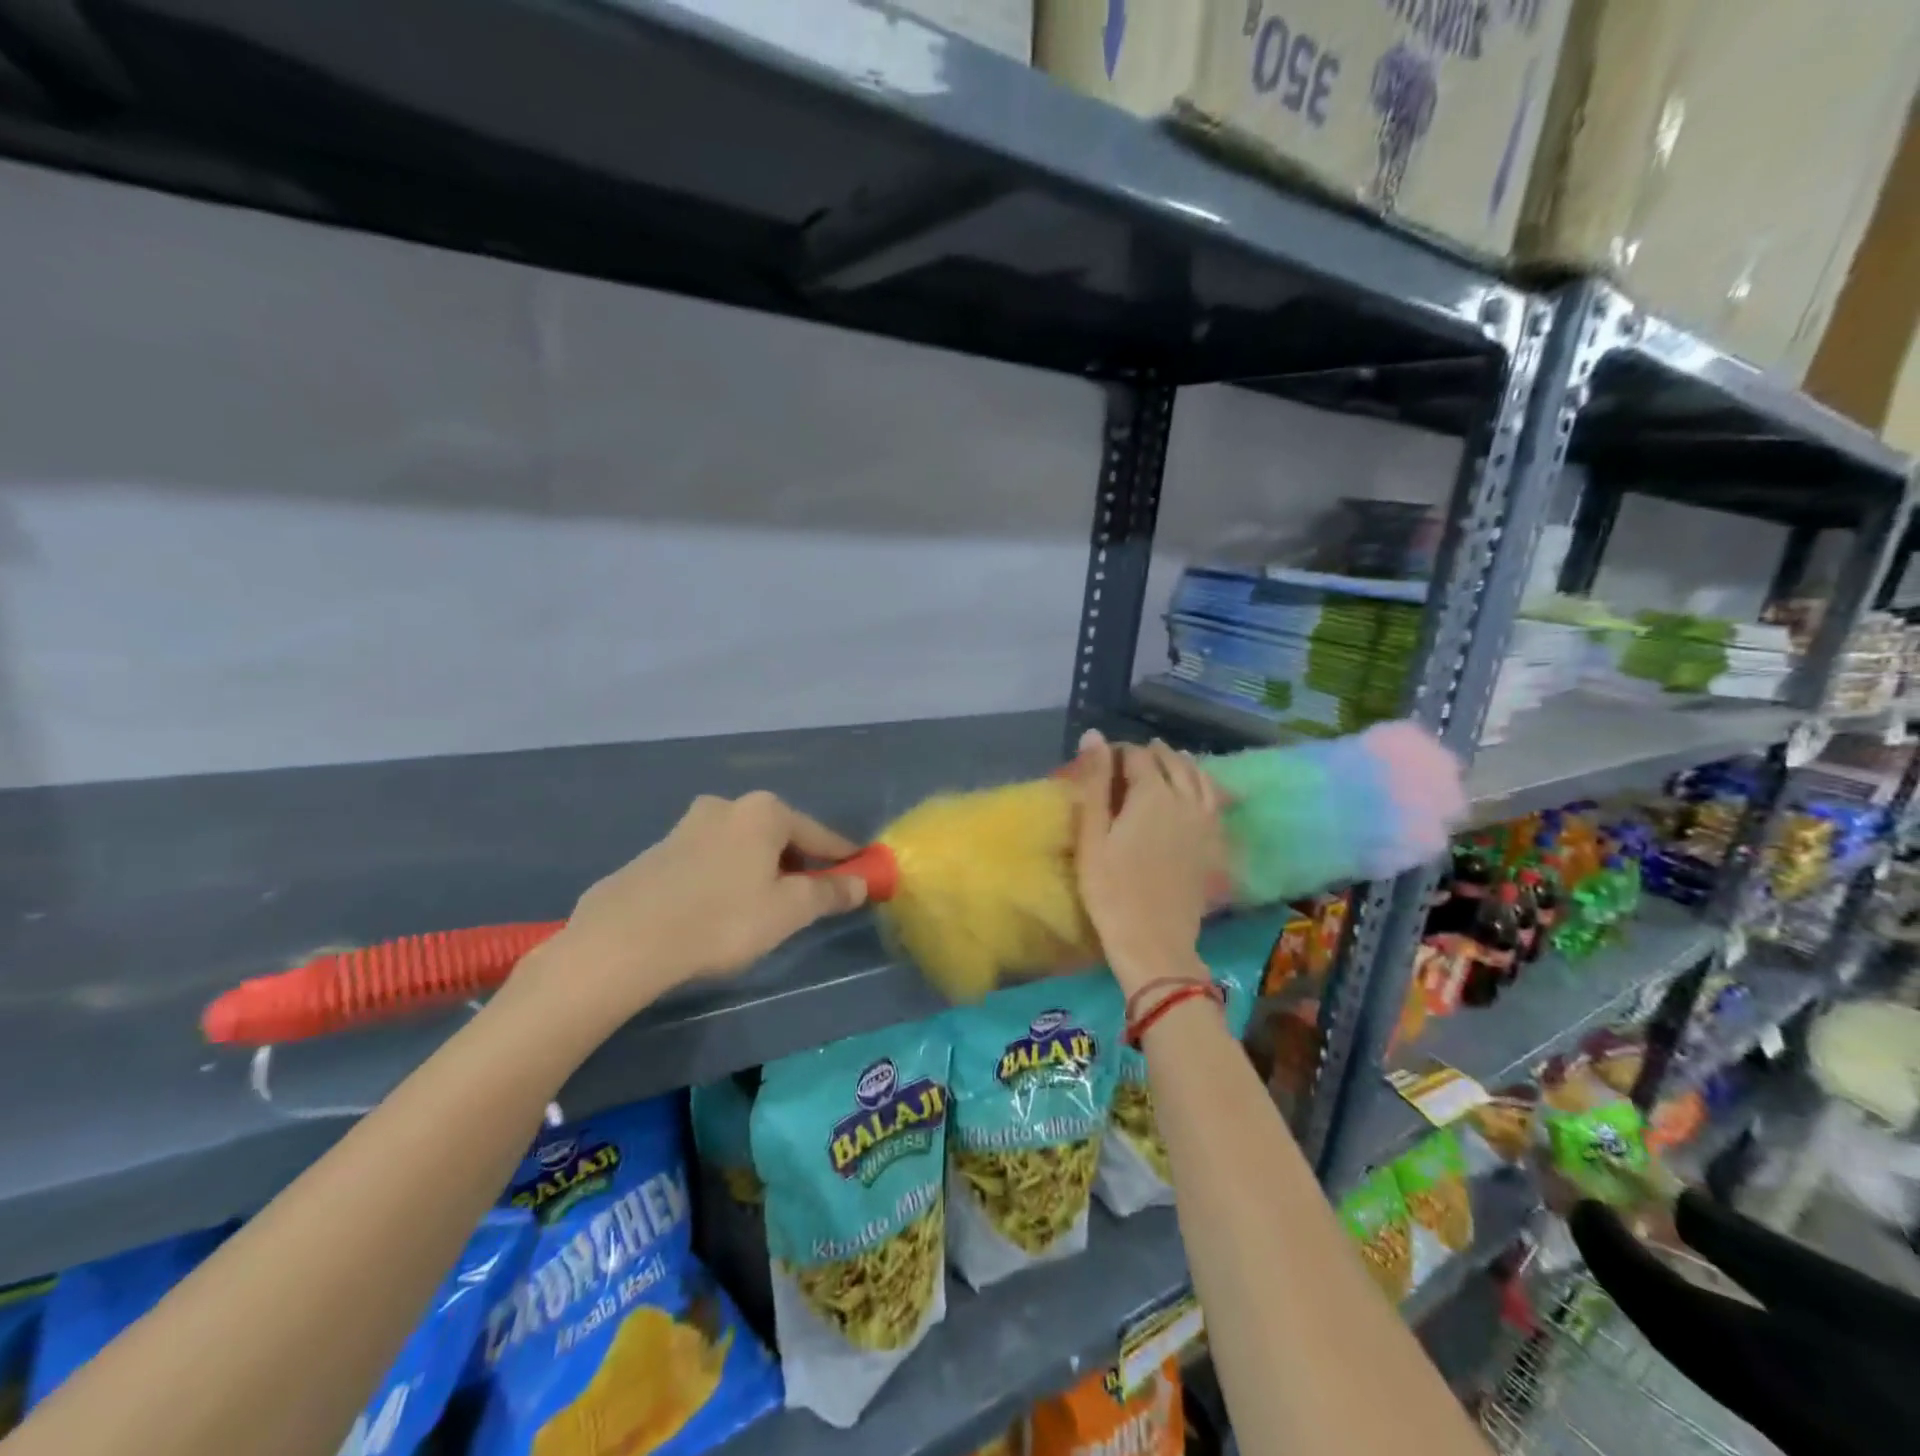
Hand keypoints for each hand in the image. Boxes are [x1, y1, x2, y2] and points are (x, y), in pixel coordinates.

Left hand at [525, 792, 867, 1028]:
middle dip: (797, 865)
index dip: (843, 858)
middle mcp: (726, 806)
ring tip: (759, 912)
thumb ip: (829, 893)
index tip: (860, 875)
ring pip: (741, 848)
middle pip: (778, 837)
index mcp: (764, 811)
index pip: (819, 835)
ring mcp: (685, 826)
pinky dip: (724, 880)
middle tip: (807, 901)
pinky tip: (715, 913)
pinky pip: (708, 862)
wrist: (623, 942)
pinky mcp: (656, 852)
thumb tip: (861, 883)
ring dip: (759, 872)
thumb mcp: (789, 911)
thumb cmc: (722, 920)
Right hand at [1072, 731, 1225, 992]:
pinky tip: (1195, 793)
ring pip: (1199, 778)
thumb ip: (1095, 782)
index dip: (1118, 752)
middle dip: (1151, 754)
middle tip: (1130, 759)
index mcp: (1153, 794)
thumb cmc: (1111, 889)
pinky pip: (1215, 802)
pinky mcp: (1215, 844)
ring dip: (1181, 764)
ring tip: (1166, 762)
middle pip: (1172, 761)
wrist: (1154, 940)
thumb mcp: (1092, 835)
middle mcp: (1186, 799)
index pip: (1137, 756)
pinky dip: (1204, 787)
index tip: (1101, 761)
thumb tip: (1094, 735)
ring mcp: (1206, 822)